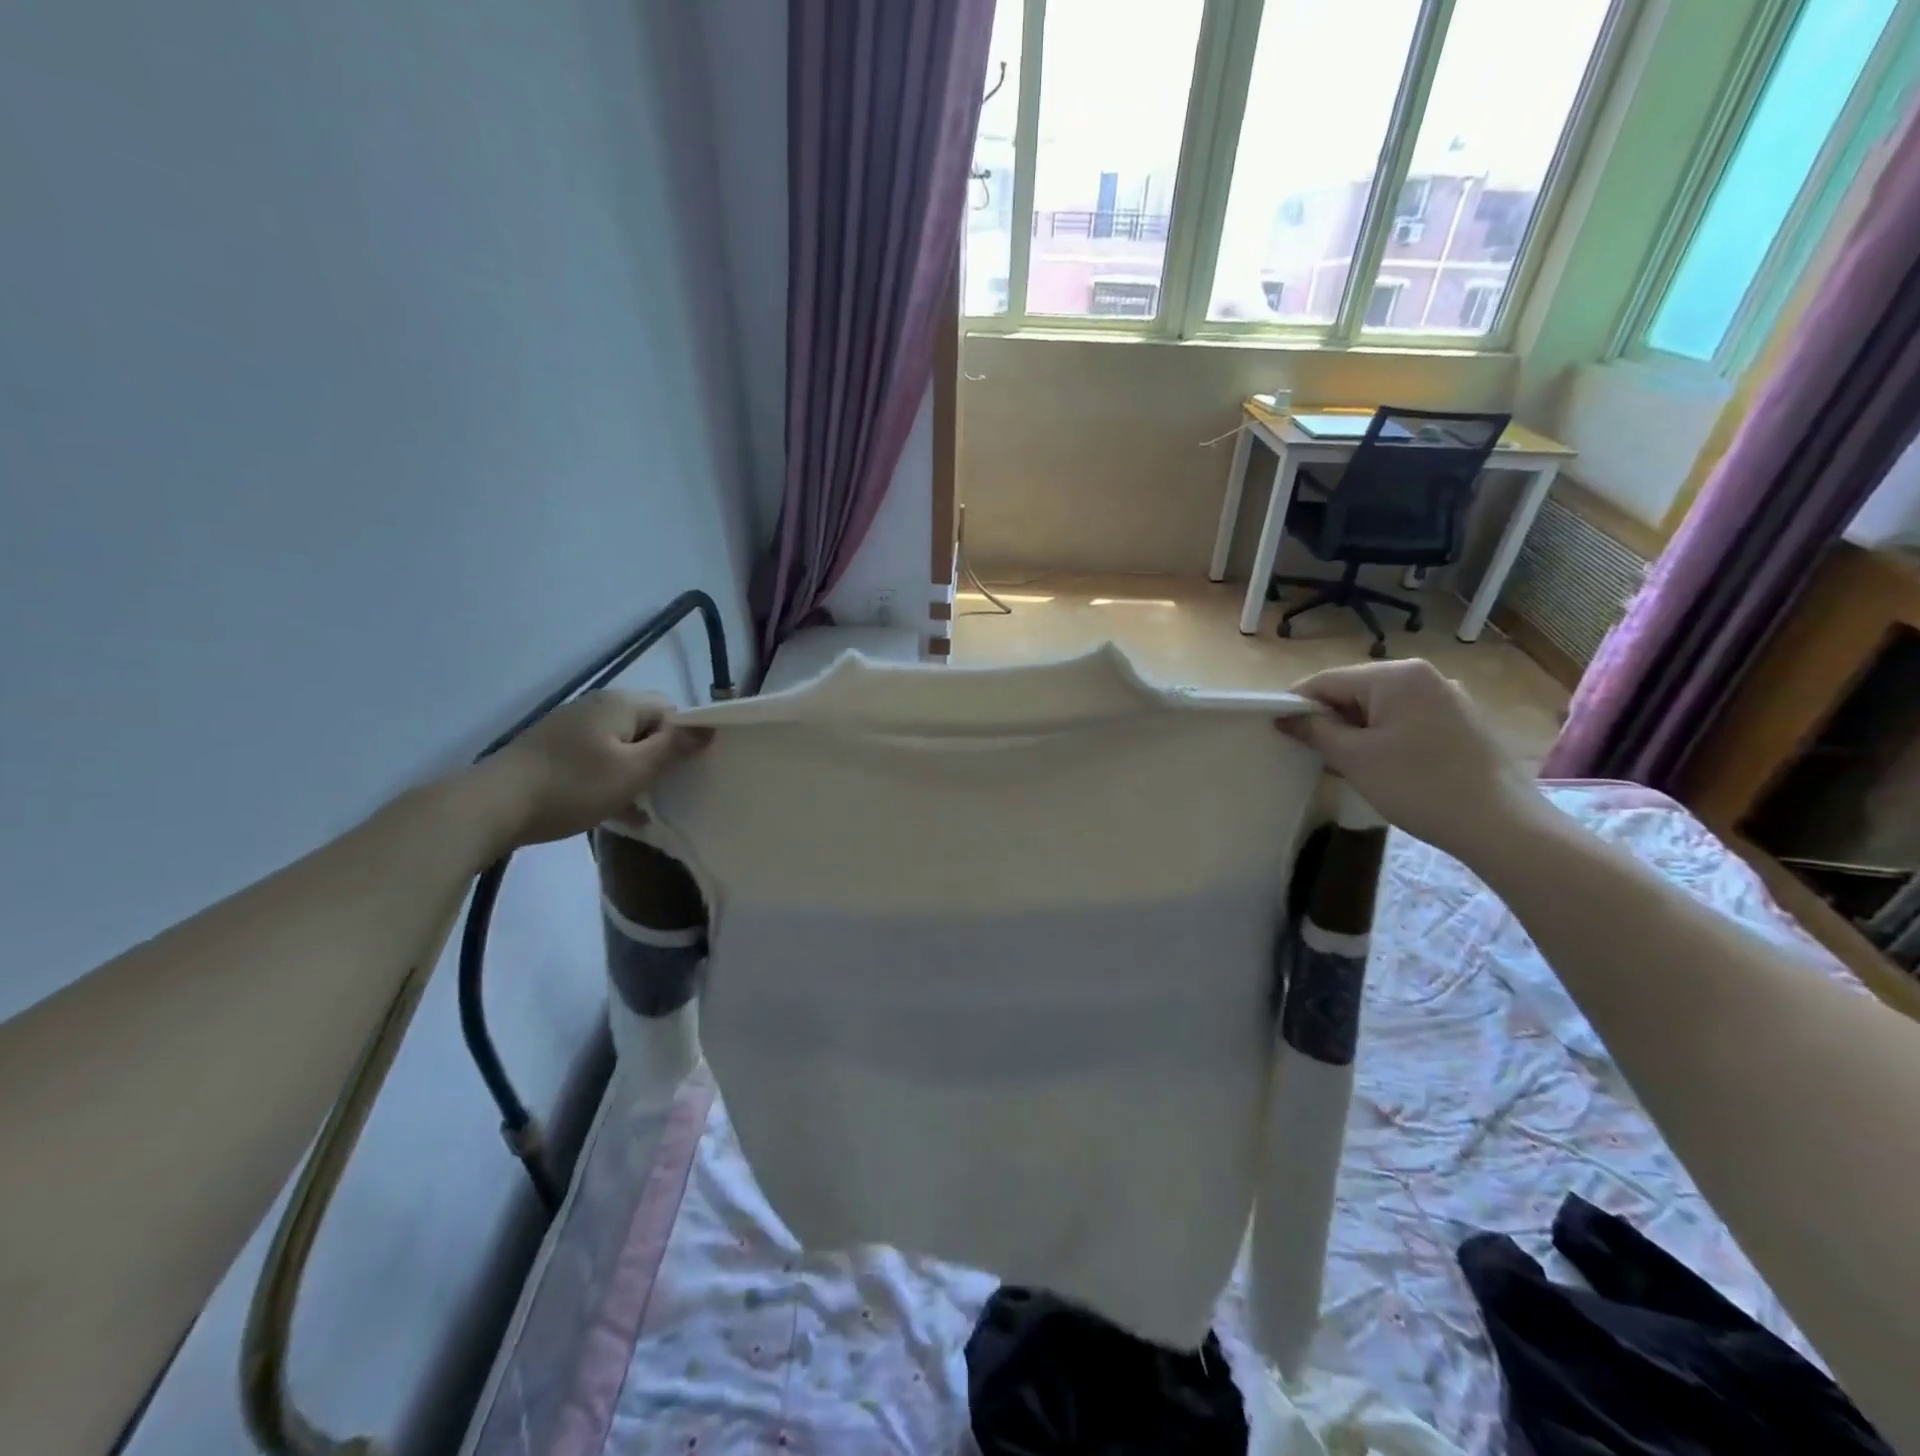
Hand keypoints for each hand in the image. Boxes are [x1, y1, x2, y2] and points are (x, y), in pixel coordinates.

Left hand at [474, 692, 709, 849]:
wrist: (493, 805)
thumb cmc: (573, 786)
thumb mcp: (634, 771)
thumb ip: (674, 748)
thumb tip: (708, 728)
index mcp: (620, 704)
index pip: (671, 710)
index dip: (684, 738)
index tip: (687, 771)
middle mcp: (595, 706)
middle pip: (645, 726)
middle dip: (660, 757)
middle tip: (666, 790)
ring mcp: (569, 727)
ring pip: (620, 746)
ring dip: (634, 772)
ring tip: (642, 807)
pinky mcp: (551, 750)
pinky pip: (595, 759)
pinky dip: (608, 779)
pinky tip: (612, 811)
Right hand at [1278, 660, 1543, 861]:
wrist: (1500, 825)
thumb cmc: (1418, 785)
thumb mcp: (1354, 758)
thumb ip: (1314, 731)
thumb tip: (1285, 717)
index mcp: (1396, 675)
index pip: (1326, 680)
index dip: (1296, 705)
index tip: (1276, 732)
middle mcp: (1423, 676)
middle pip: (1353, 691)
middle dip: (1328, 720)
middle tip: (1309, 753)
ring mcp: (1446, 698)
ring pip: (1379, 708)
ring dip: (1354, 731)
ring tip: (1341, 764)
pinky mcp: (1459, 722)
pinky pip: (1404, 720)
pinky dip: (1382, 737)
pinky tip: (1378, 767)